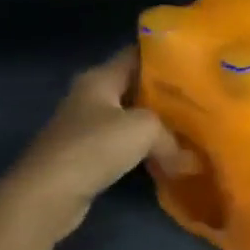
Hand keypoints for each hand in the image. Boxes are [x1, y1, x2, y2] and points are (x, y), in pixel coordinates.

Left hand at [0, 49, 189, 249]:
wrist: (49, 194)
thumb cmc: (94, 147)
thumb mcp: (144, 129)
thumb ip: (171, 137)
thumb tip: (189, 161)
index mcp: (99, 78)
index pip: (135, 55)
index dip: (164, 57)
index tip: (194, 63)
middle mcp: (90, 97)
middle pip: (135, 89)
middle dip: (166, 96)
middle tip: (200, 102)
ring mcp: (86, 128)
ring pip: (131, 120)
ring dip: (157, 128)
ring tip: (190, 132)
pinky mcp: (87, 157)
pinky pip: (124, 147)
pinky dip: (144, 152)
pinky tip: (166, 160)